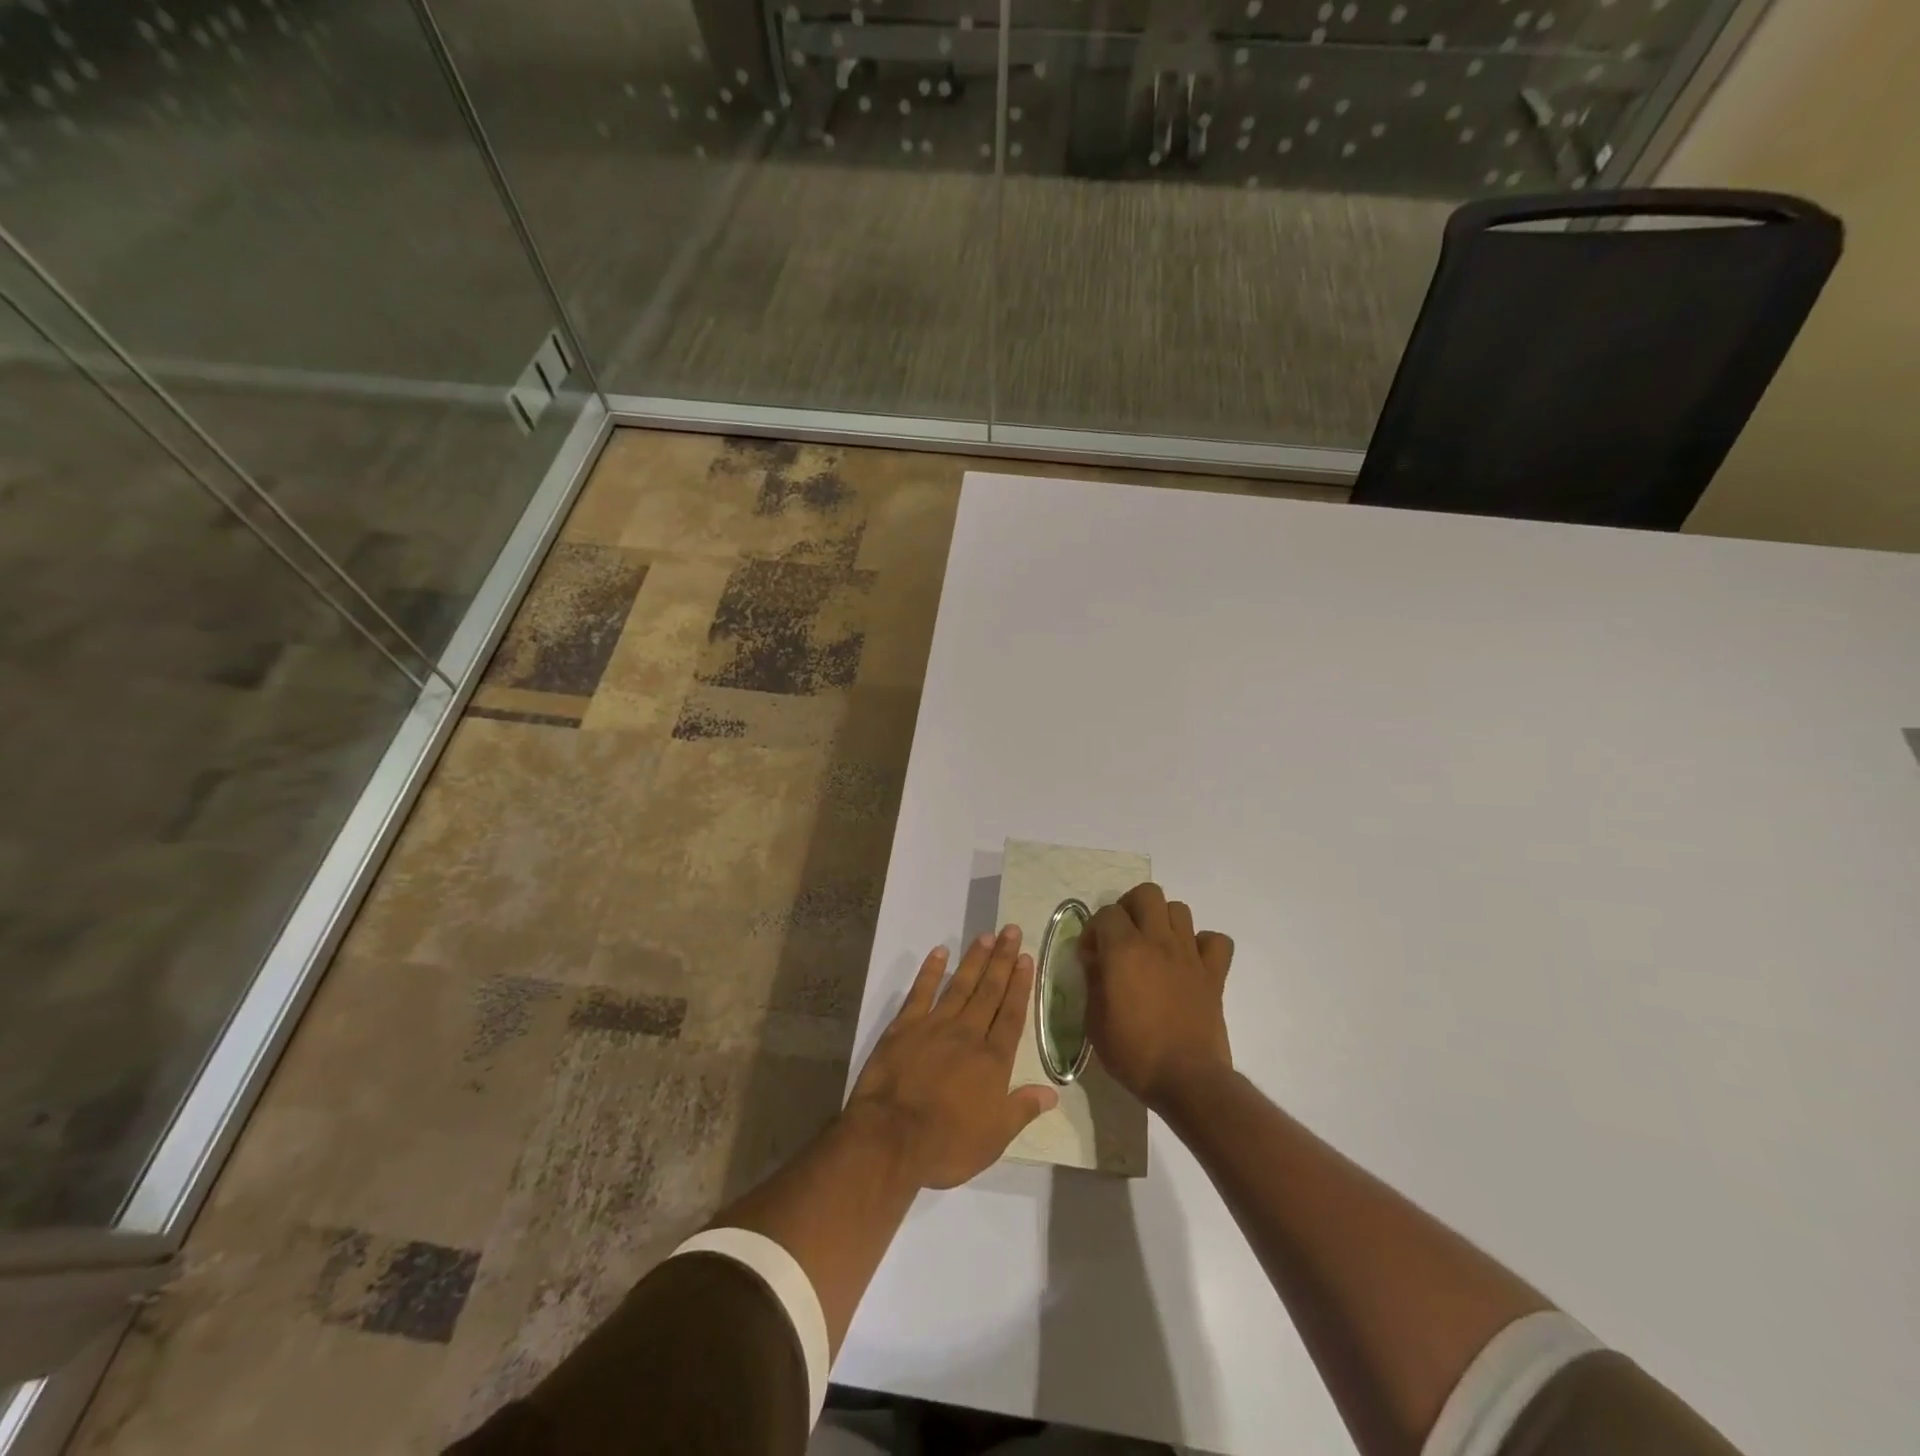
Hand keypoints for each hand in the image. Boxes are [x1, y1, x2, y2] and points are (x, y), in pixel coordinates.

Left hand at [846, 926, 1059, 1189]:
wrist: (891, 1137)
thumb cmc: (947, 1144)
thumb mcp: (995, 1137)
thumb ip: (1022, 1109)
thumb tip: (1053, 1093)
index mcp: (992, 1060)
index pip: (1012, 1015)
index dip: (1021, 985)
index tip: (1027, 958)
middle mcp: (967, 1034)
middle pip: (989, 991)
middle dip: (1003, 960)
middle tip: (1011, 931)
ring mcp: (934, 1026)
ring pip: (960, 985)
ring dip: (974, 960)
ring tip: (986, 936)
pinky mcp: (904, 1027)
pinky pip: (920, 992)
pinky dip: (930, 971)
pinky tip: (939, 953)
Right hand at [1082, 882, 1234, 1111]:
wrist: (1186, 1080)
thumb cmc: (1133, 1053)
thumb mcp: (1094, 1021)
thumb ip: (1093, 981)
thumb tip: (1095, 960)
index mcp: (1124, 950)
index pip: (1107, 912)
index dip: (1094, 929)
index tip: (1091, 955)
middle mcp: (1158, 941)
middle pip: (1147, 894)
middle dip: (1130, 907)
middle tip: (1122, 936)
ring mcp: (1190, 955)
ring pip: (1179, 909)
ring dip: (1163, 921)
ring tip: (1154, 946)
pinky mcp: (1214, 973)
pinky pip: (1216, 940)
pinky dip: (1203, 944)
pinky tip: (1190, 961)